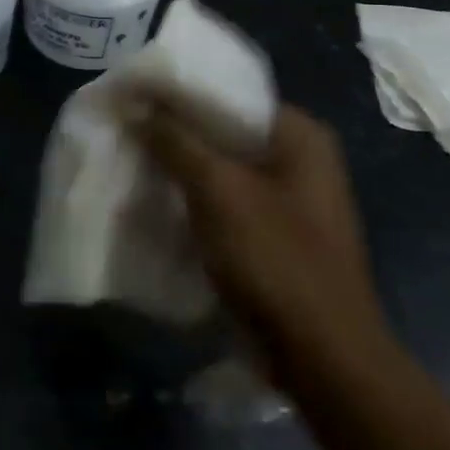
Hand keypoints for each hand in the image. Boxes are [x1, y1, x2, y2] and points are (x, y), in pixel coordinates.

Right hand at [137, 94, 389, 385]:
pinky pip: (227, 200)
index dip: (178, 91)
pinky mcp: (276, 234)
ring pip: (222, 167)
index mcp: (300, 135)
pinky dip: (195, 198)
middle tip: (126, 125)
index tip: (133, 93)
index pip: (229, 92)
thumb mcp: (218, 190)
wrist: (323, 358)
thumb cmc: (275, 260)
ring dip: (181, 166)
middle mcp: (301, 159)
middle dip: (175, 130)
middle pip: (225, 129)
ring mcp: (291, 200)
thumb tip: (135, 104)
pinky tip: (157, 199)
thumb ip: (175, 141)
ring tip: (132, 157)